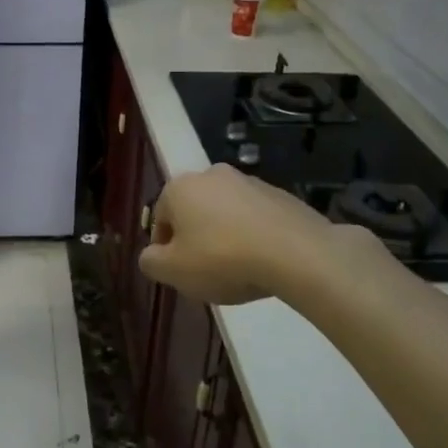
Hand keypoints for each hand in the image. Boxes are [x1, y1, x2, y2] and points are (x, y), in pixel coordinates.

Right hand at [139, 164, 345, 304]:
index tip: (179, 273)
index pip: (160, 219)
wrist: (296, 253)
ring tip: (238, 269)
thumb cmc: (222, 259)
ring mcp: (249, 181)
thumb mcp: (173, 272)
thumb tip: (152, 255)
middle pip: (193, 212)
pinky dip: (253, 234)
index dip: (165, 249)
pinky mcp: (281, 194)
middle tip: (206, 271)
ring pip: (225, 213)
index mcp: (179, 188)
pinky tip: (263, 261)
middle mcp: (211, 175)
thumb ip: (151, 262)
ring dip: (225, 235)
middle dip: (195, 239)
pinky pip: (255, 217)